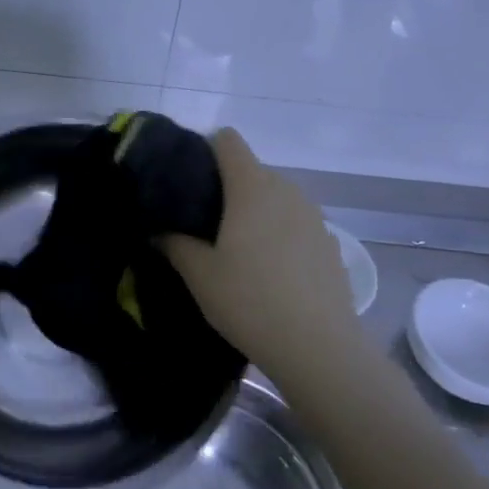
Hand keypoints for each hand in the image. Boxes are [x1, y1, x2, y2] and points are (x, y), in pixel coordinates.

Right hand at [161, 128, 361, 386]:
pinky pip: (296, 224)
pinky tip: (271, 271)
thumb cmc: (250, 301)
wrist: (318, 348)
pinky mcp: (330, 243)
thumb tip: (158, 230)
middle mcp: (287, 190)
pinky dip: (280, 234)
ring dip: (255, 211)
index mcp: (252, 187)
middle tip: (203, 222)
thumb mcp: (199, 275)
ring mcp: (314, 216)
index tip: (188, 180)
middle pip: (251, 170)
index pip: (227, 141)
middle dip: (227, 187)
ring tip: (236, 249)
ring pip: (276, 198)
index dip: (205, 150)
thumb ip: (174, 244)